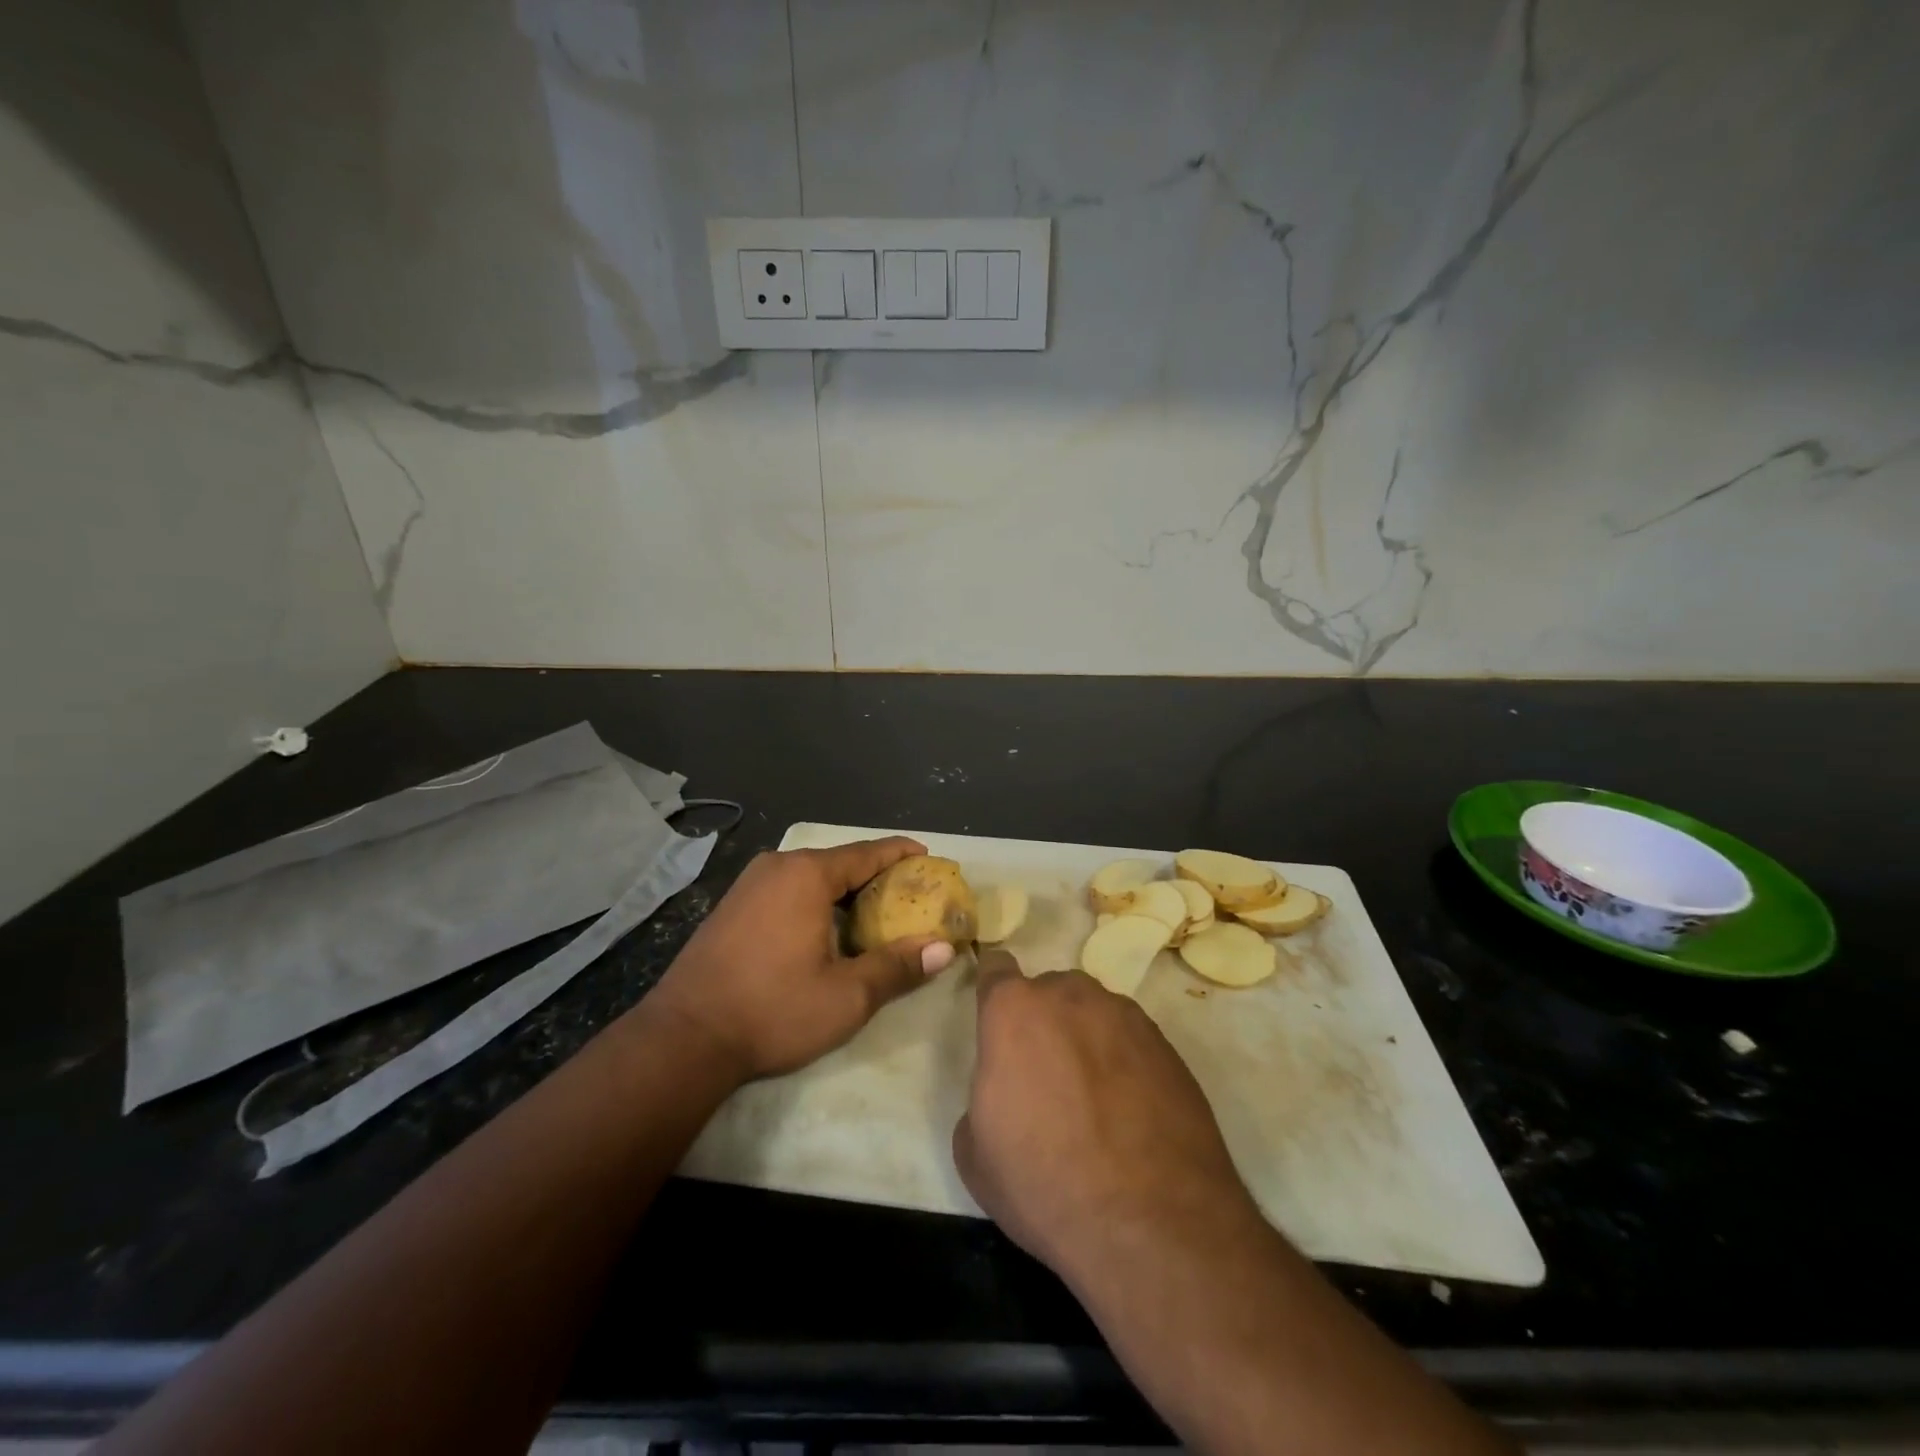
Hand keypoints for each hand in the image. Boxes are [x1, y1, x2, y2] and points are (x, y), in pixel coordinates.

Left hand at [643, 837, 953, 1082]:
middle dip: (876, 876)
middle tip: (909, 893)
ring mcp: (749, 884)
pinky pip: (787, 889)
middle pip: (839, 862)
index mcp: (806, 874)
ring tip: (875, 912)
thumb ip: (897, 967)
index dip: (900, 854)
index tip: (927, 857)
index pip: (867, 853)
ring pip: (811, 876)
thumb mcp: (846, 996)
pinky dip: (815, 900)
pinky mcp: (732, 906)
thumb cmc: (772, 1010)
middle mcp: (777, 867)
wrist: (684, 1038)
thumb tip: (943, 949)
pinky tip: (827, 928)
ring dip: (844, 890)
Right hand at [953, 952, 1260, 1277]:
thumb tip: (1005, 1094)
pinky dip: (1124, 1062)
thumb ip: (981, 1098)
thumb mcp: (975, 1154)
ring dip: (1086, 1038)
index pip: (996, 968)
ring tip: (1093, 1098)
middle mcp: (1070, 996)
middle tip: (1045, 1075)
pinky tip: (1130, 1112)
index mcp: (1014, 1010)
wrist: (1152, 1224)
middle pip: (1049, 992)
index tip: (996, 1018)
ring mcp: (1125, 1016)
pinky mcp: (1167, 1045)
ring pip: (1093, 1012)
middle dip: (1042, 1021)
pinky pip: (1131, 1040)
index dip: (993, 989)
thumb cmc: (1045, 1184)